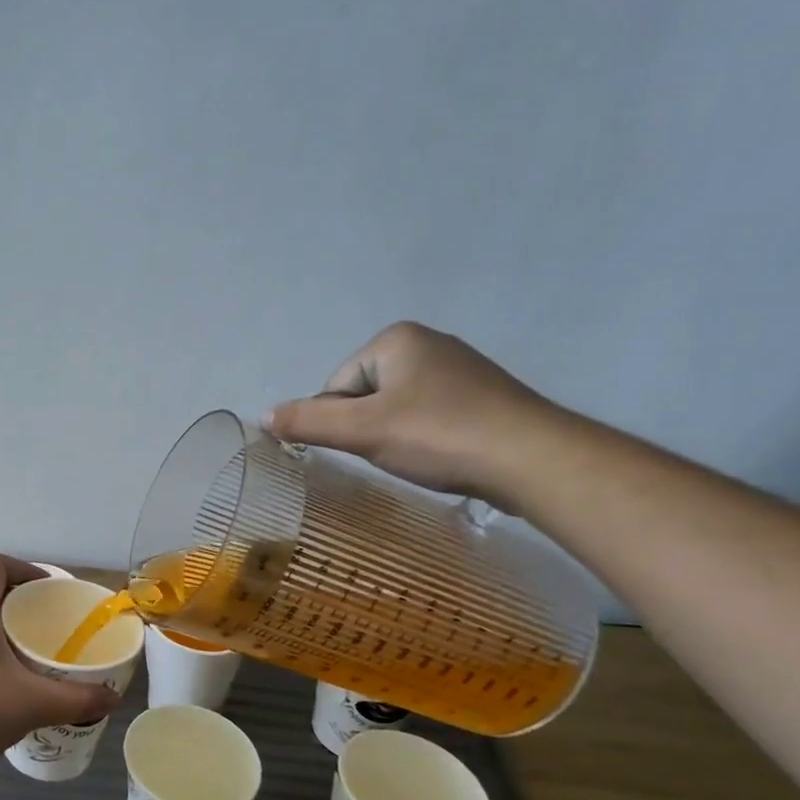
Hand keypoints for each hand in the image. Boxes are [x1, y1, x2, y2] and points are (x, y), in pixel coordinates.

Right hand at [262, 321, 563, 505]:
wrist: (535, 460)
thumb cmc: (440, 435)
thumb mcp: (362, 430)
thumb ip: (307, 422)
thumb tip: (263, 417)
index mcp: (396, 338)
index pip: (337, 386)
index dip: (343, 423)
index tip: (371, 444)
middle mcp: (428, 343)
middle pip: (365, 396)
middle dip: (370, 428)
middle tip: (397, 453)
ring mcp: (460, 368)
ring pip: (397, 409)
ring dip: (398, 436)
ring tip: (423, 457)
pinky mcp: (483, 396)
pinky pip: (431, 416)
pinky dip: (428, 438)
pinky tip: (445, 455)